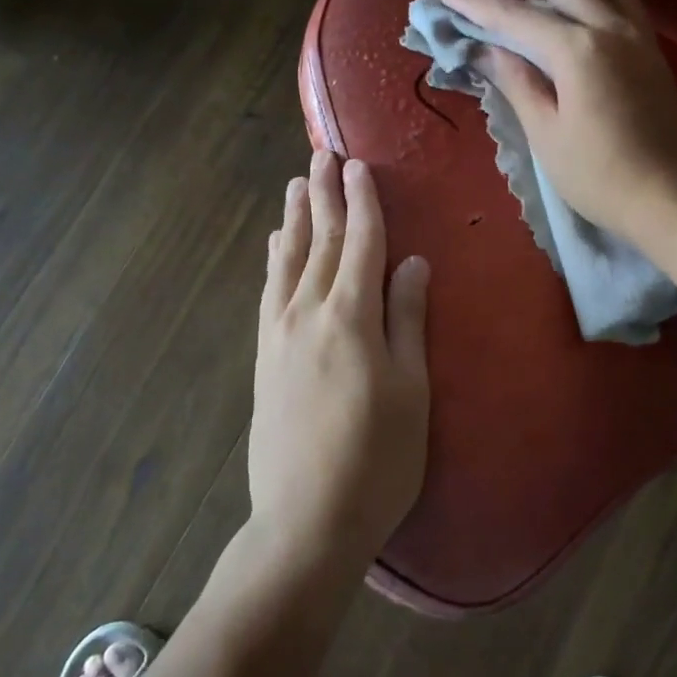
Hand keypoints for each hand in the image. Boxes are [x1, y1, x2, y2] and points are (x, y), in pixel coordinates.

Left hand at [249, 153, 430, 571]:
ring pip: (287, 261)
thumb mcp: (410, 390)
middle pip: (319, 242)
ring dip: (294, 220)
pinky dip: (274, 260)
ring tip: (295, 186)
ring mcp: (280, 334)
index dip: (362, 203)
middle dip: (324, 197)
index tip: (358, 166)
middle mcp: (308, 314)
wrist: (306, 520)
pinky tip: (274, 246)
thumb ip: (406, 320)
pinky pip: (269, 290)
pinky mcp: (264, 356)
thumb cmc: (377, 460)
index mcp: (351, 318)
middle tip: (322, 157)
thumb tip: (412, 263)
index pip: (359, 245)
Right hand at [440, 0, 676, 241]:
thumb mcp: (546, 135)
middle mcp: (611, 27)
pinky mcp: (652, 49)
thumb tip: (487, 50)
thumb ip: (517, 83)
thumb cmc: (600, 177)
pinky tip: (573, 13)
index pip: (517, 15)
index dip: (477, 4)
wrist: (673, 200)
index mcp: (578, 50)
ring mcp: (638, 34)